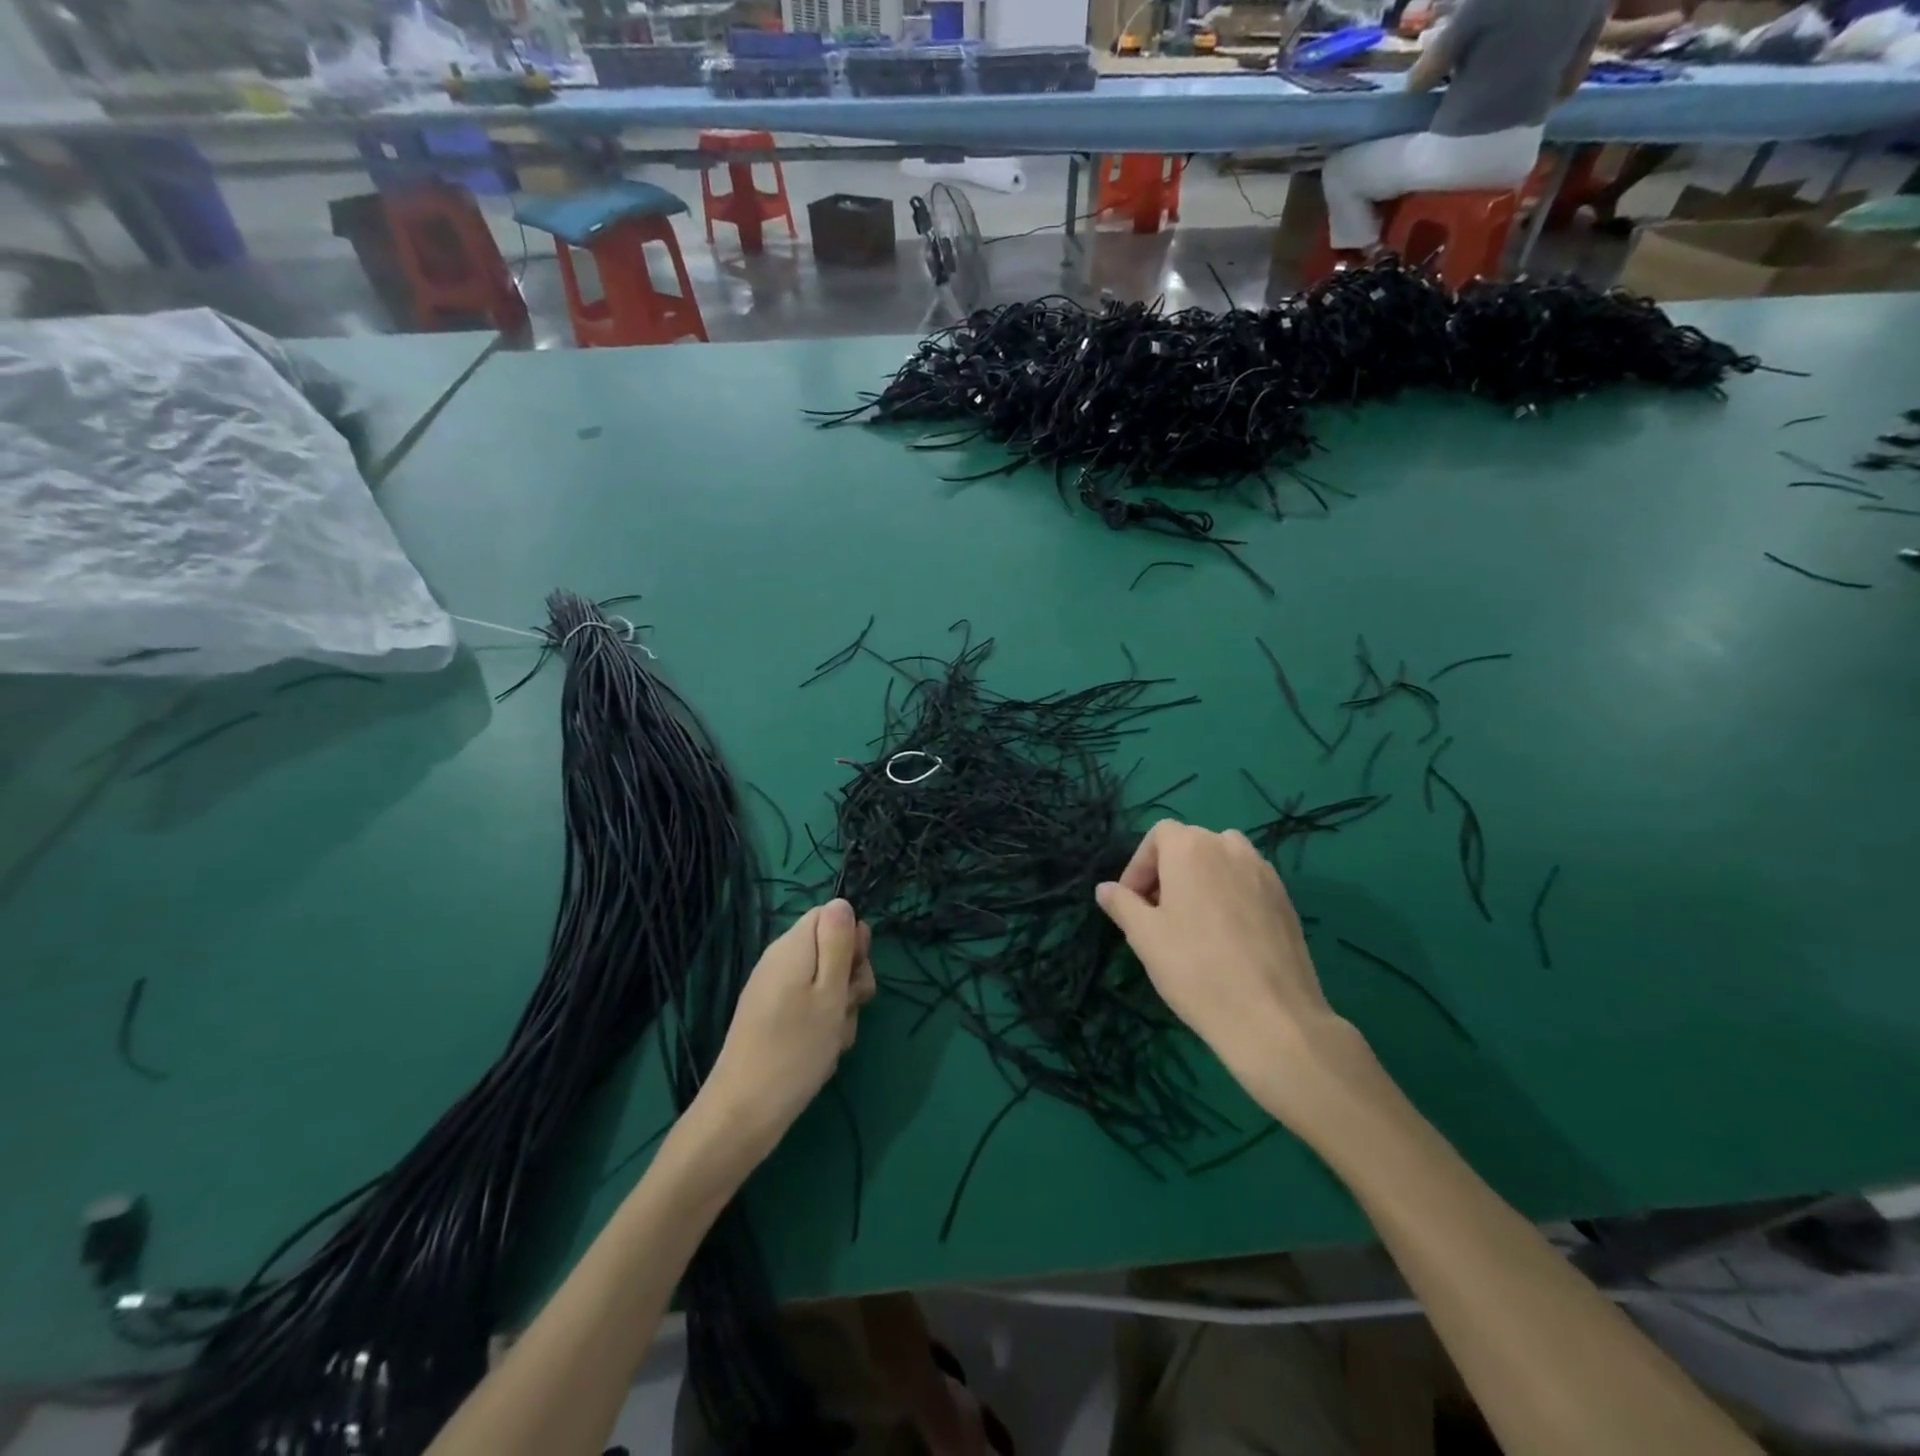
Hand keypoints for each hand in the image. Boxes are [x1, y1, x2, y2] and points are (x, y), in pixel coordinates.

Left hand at [705, 900, 875, 1149]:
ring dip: (840, 1010)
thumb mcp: (829, 992)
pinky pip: (810, 1010)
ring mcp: (775, 992)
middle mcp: (781, 962)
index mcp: (792, 947)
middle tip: (847, 1009)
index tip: (855, 971)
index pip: (830, 915)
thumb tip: (841, 902)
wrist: (743, 1114)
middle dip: (850, 980)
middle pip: (830, 951)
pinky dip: (823, 1028)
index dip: (851, 939)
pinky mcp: (773, 1020)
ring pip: (825, 985)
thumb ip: (838, 944)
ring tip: (832, 1039)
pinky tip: (821, 1054)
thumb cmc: (795, 1050)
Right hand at [1094, 820, 1369, 1114]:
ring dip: (1200, 880)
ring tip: (1191, 922)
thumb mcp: (1144, 936)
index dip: (1139, 865)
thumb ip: (1122, 904)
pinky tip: (1224, 937)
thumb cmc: (1195, 968)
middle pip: (1190, 844)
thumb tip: (1105, 889)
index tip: (1132, 902)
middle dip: (1168, 873)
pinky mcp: (1285, 899)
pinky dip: (1228, 896)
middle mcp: (1230, 847)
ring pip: (1221, 862)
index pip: (1158, 835)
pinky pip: (1246, 883)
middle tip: (1156, 914)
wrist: (1272, 1016)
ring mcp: (1263, 872)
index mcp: (1191, 848)